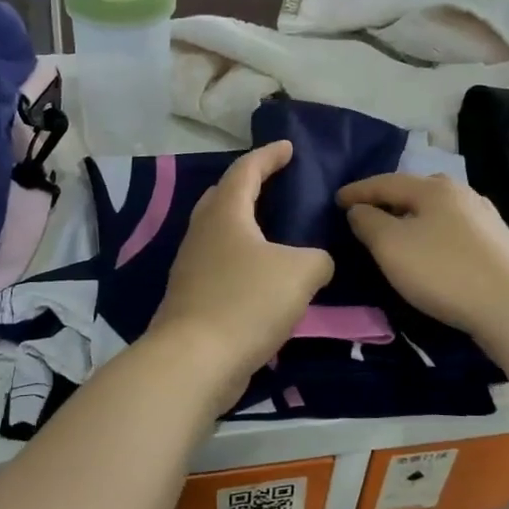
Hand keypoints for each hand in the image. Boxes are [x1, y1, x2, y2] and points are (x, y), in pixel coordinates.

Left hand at [150, 141, 333, 402]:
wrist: (194, 361)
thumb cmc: (246, 302)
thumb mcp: (301, 273)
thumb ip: (317, 258)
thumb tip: (314, 262)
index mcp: (224, 213)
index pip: (246, 170)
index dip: (269, 156)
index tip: (288, 147)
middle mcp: (202, 233)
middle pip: (222, 197)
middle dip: (248, 185)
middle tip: (274, 183)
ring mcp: (191, 266)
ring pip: (219, 233)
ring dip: (245, 226)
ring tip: (273, 231)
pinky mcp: (191, 298)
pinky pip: (220, 265)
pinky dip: (242, 260)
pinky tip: (262, 276)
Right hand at [337, 173, 508, 345]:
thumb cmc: (442, 271)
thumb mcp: (391, 246)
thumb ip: (368, 222)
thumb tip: (359, 209)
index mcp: (433, 188)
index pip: (385, 182)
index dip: (357, 191)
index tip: (336, 200)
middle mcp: (461, 193)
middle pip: (415, 192)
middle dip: (388, 201)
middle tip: (367, 214)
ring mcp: (484, 217)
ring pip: (437, 211)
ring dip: (412, 219)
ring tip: (396, 233)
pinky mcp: (497, 243)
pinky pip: (453, 230)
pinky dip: (432, 234)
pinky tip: (431, 250)